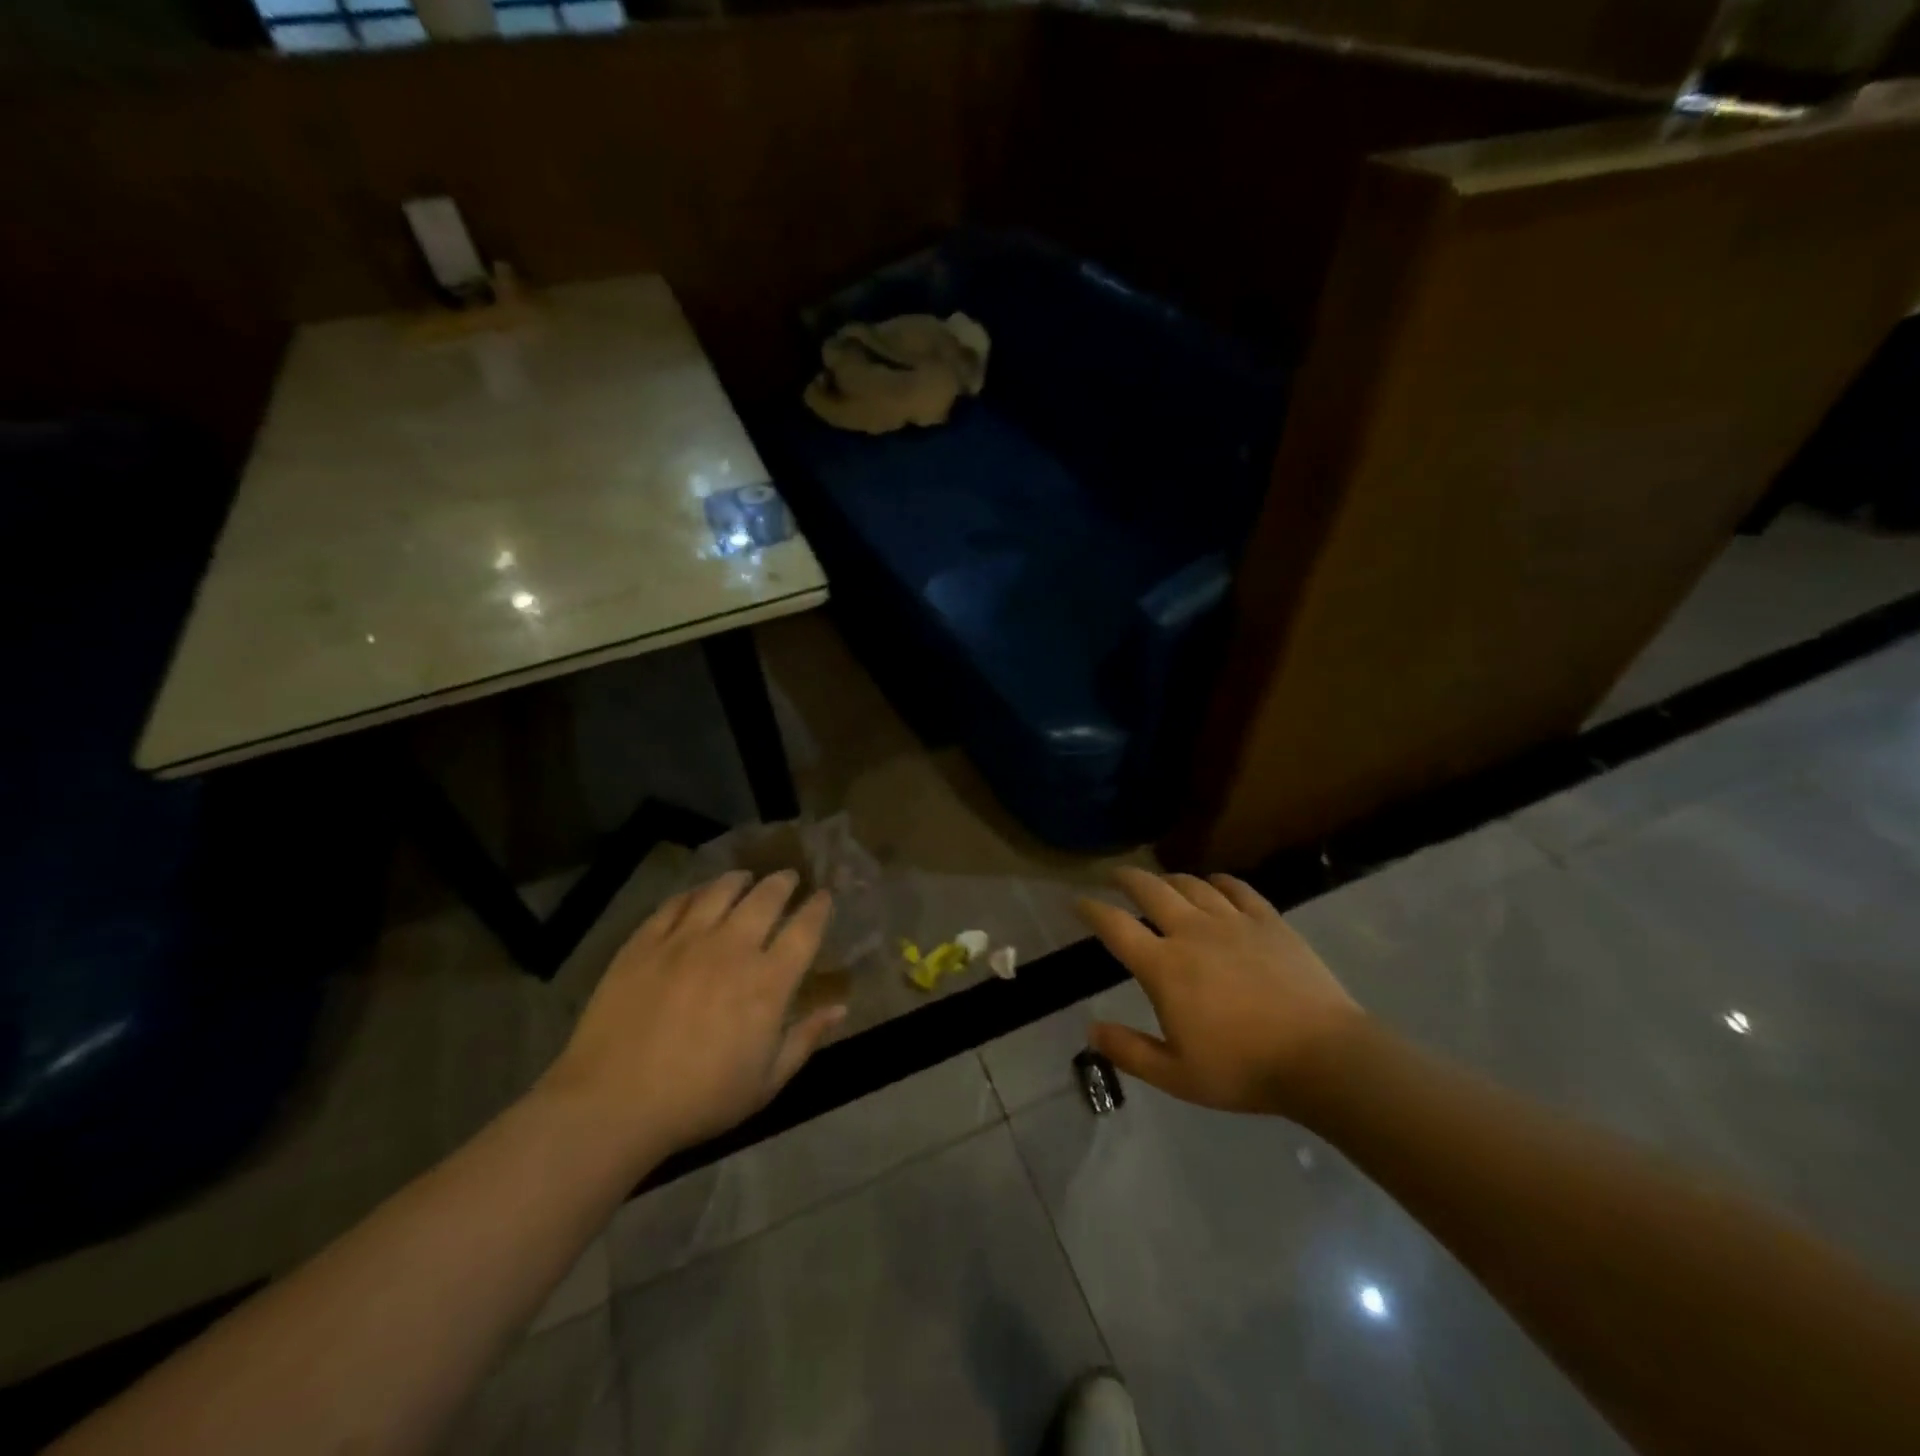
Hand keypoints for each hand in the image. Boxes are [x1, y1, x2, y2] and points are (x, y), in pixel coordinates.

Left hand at [539, 871, 845, 1162]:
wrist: (612, 1104)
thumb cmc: (699, 1100)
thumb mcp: (765, 1083)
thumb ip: (805, 1040)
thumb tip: (840, 1008)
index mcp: (768, 983)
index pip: (804, 930)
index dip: (818, 909)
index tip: (824, 896)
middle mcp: (732, 949)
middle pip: (765, 898)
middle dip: (783, 882)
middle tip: (788, 877)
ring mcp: (685, 941)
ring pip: (720, 891)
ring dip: (739, 880)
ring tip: (744, 877)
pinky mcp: (645, 942)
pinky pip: (675, 904)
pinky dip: (693, 893)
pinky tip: (697, 895)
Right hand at [1078, 867, 1364, 1118]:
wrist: (1323, 1058)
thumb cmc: (1243, 1069)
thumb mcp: (1176, 1075)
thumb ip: (1129, 1051)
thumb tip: (1091, 1029)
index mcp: (1164, 967)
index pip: (1115, 926)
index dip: (1091, 909)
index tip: (1077, 901)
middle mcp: (1192, 932)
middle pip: (1150, 890)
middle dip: (1126, 878)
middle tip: (1115, 876)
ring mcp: (1233, 922)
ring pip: (1191, 884)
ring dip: (1169, 879)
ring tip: (1161, 882)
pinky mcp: (1268, 921)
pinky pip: (1237, 888)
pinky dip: (1218, 881)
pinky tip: (1214, 884)